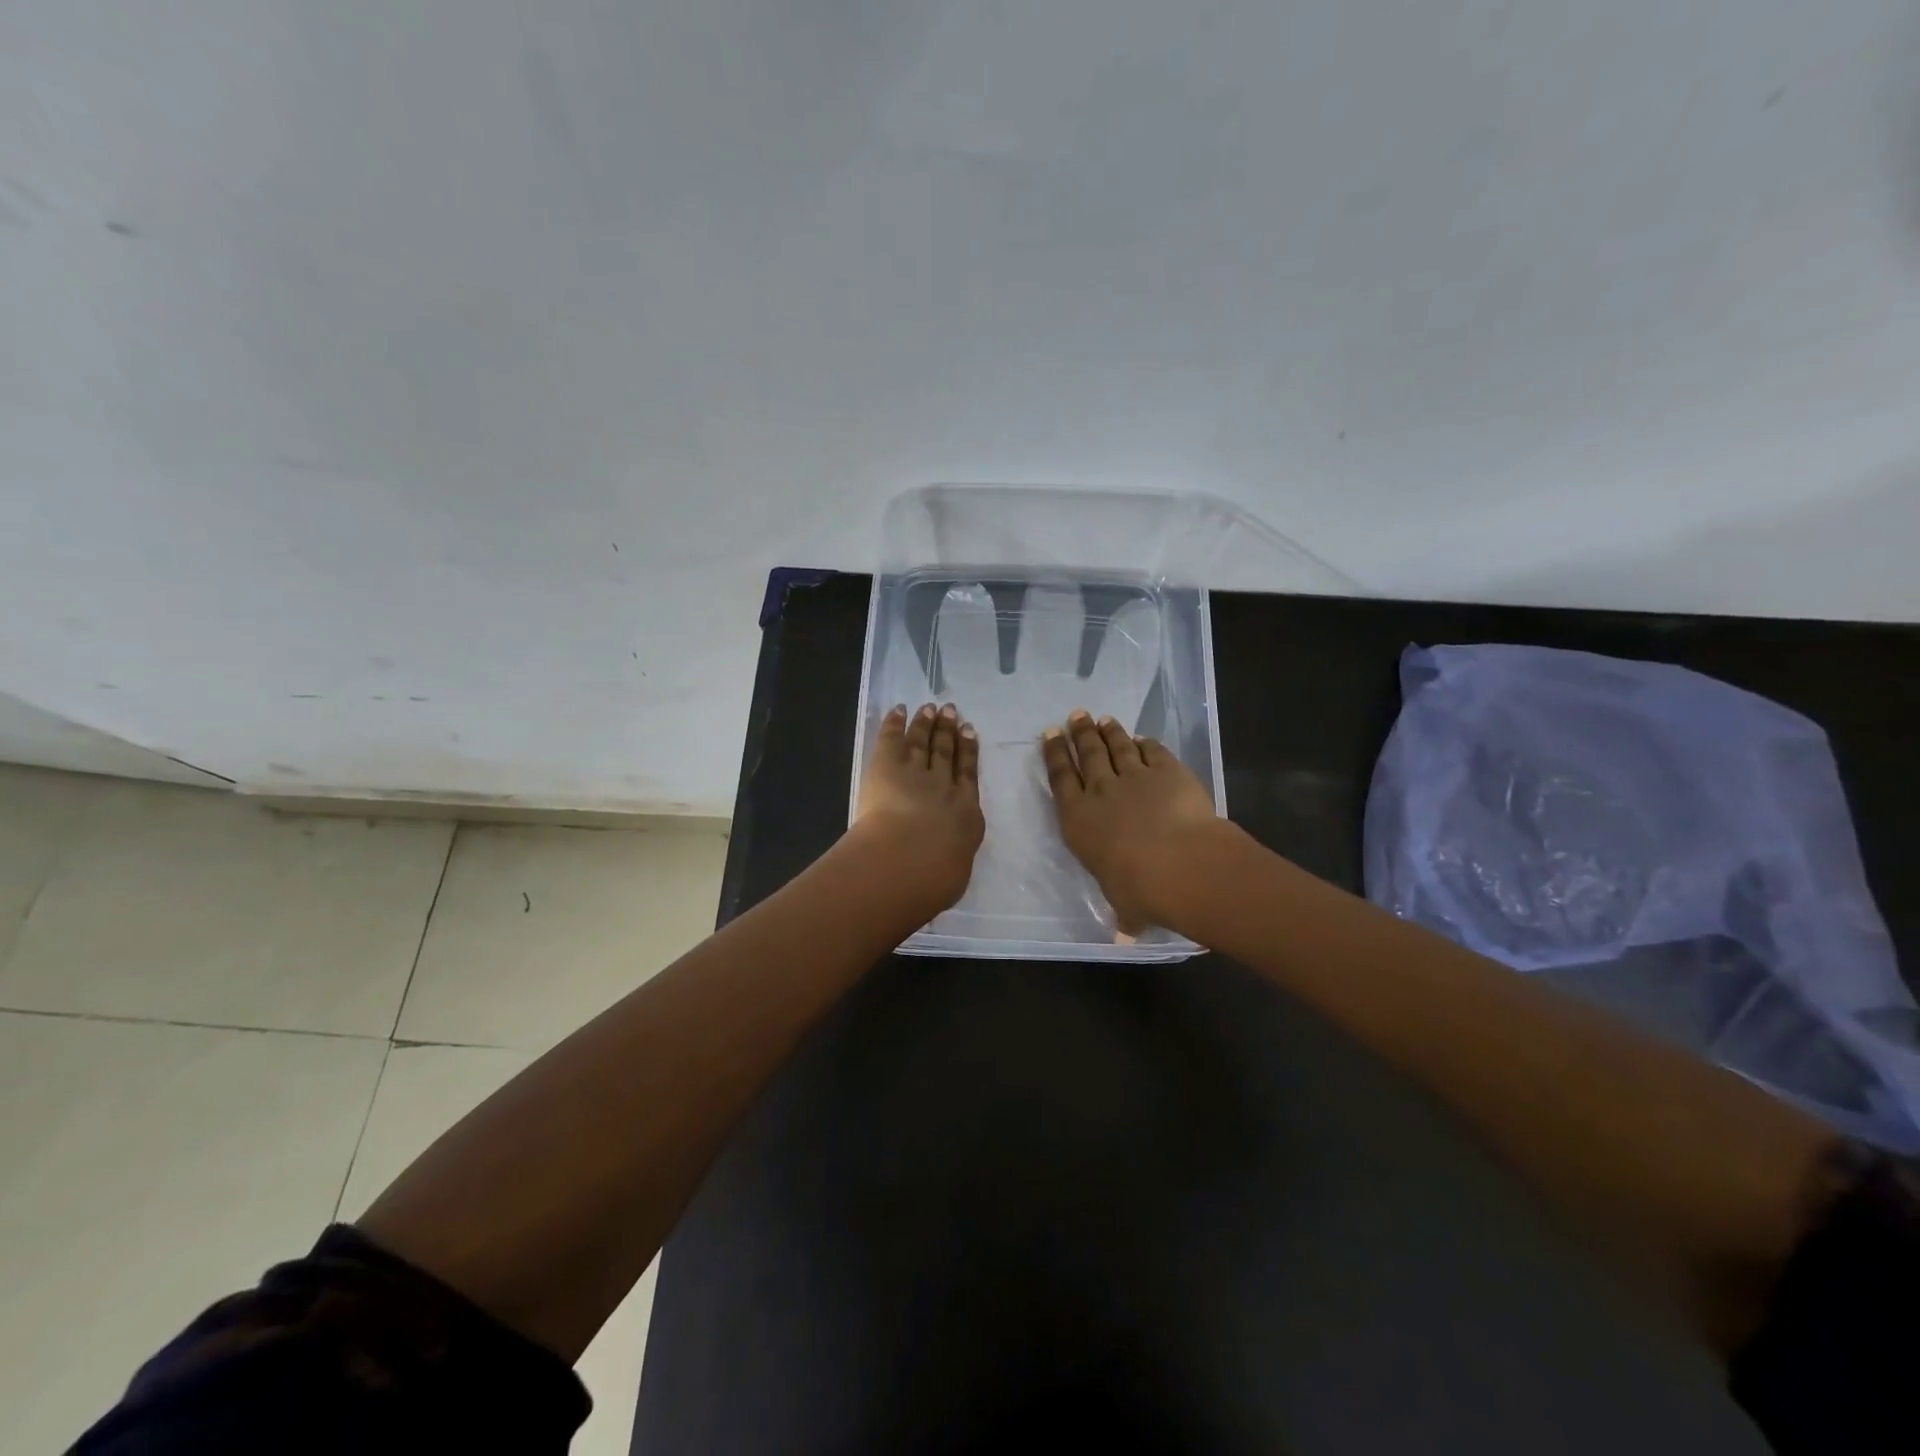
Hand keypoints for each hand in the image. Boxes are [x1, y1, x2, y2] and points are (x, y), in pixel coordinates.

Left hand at [851, 702, 985, 914]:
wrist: (910, 859)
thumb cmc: (936, 878)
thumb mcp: (954, 874)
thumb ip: (952, 859)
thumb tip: (948, 859)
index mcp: (966, 814)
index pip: (968, 776)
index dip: (969, 752)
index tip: (970, 732)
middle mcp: (944, 787)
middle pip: (947, 753)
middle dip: (949, 731)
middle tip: (952, 712)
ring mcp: (916, 773)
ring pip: (923, 743)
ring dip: (927, 724)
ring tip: (931, 708)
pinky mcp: (887, 766)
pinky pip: (892, 738)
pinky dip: (896, 723)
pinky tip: (900, 710)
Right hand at [1041, 709, 1220, 933]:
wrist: (1182, 864)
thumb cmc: (1140, 890)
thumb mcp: (1124, 905)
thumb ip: (1124, 913)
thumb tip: (1126, 936)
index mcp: (1078, 820)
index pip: (1060, 779)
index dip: (1053, 755)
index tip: (1049, 736)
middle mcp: (1100, 791)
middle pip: (1086, 754)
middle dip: (1078, 733)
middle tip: (1075, 716)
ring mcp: (1134, 777)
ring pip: (1117, 746)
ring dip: (1108, 731)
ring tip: (1102, 718)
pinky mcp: (1167, 770)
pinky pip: (1153, 751)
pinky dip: (1146, 743)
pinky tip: (1142, 738)